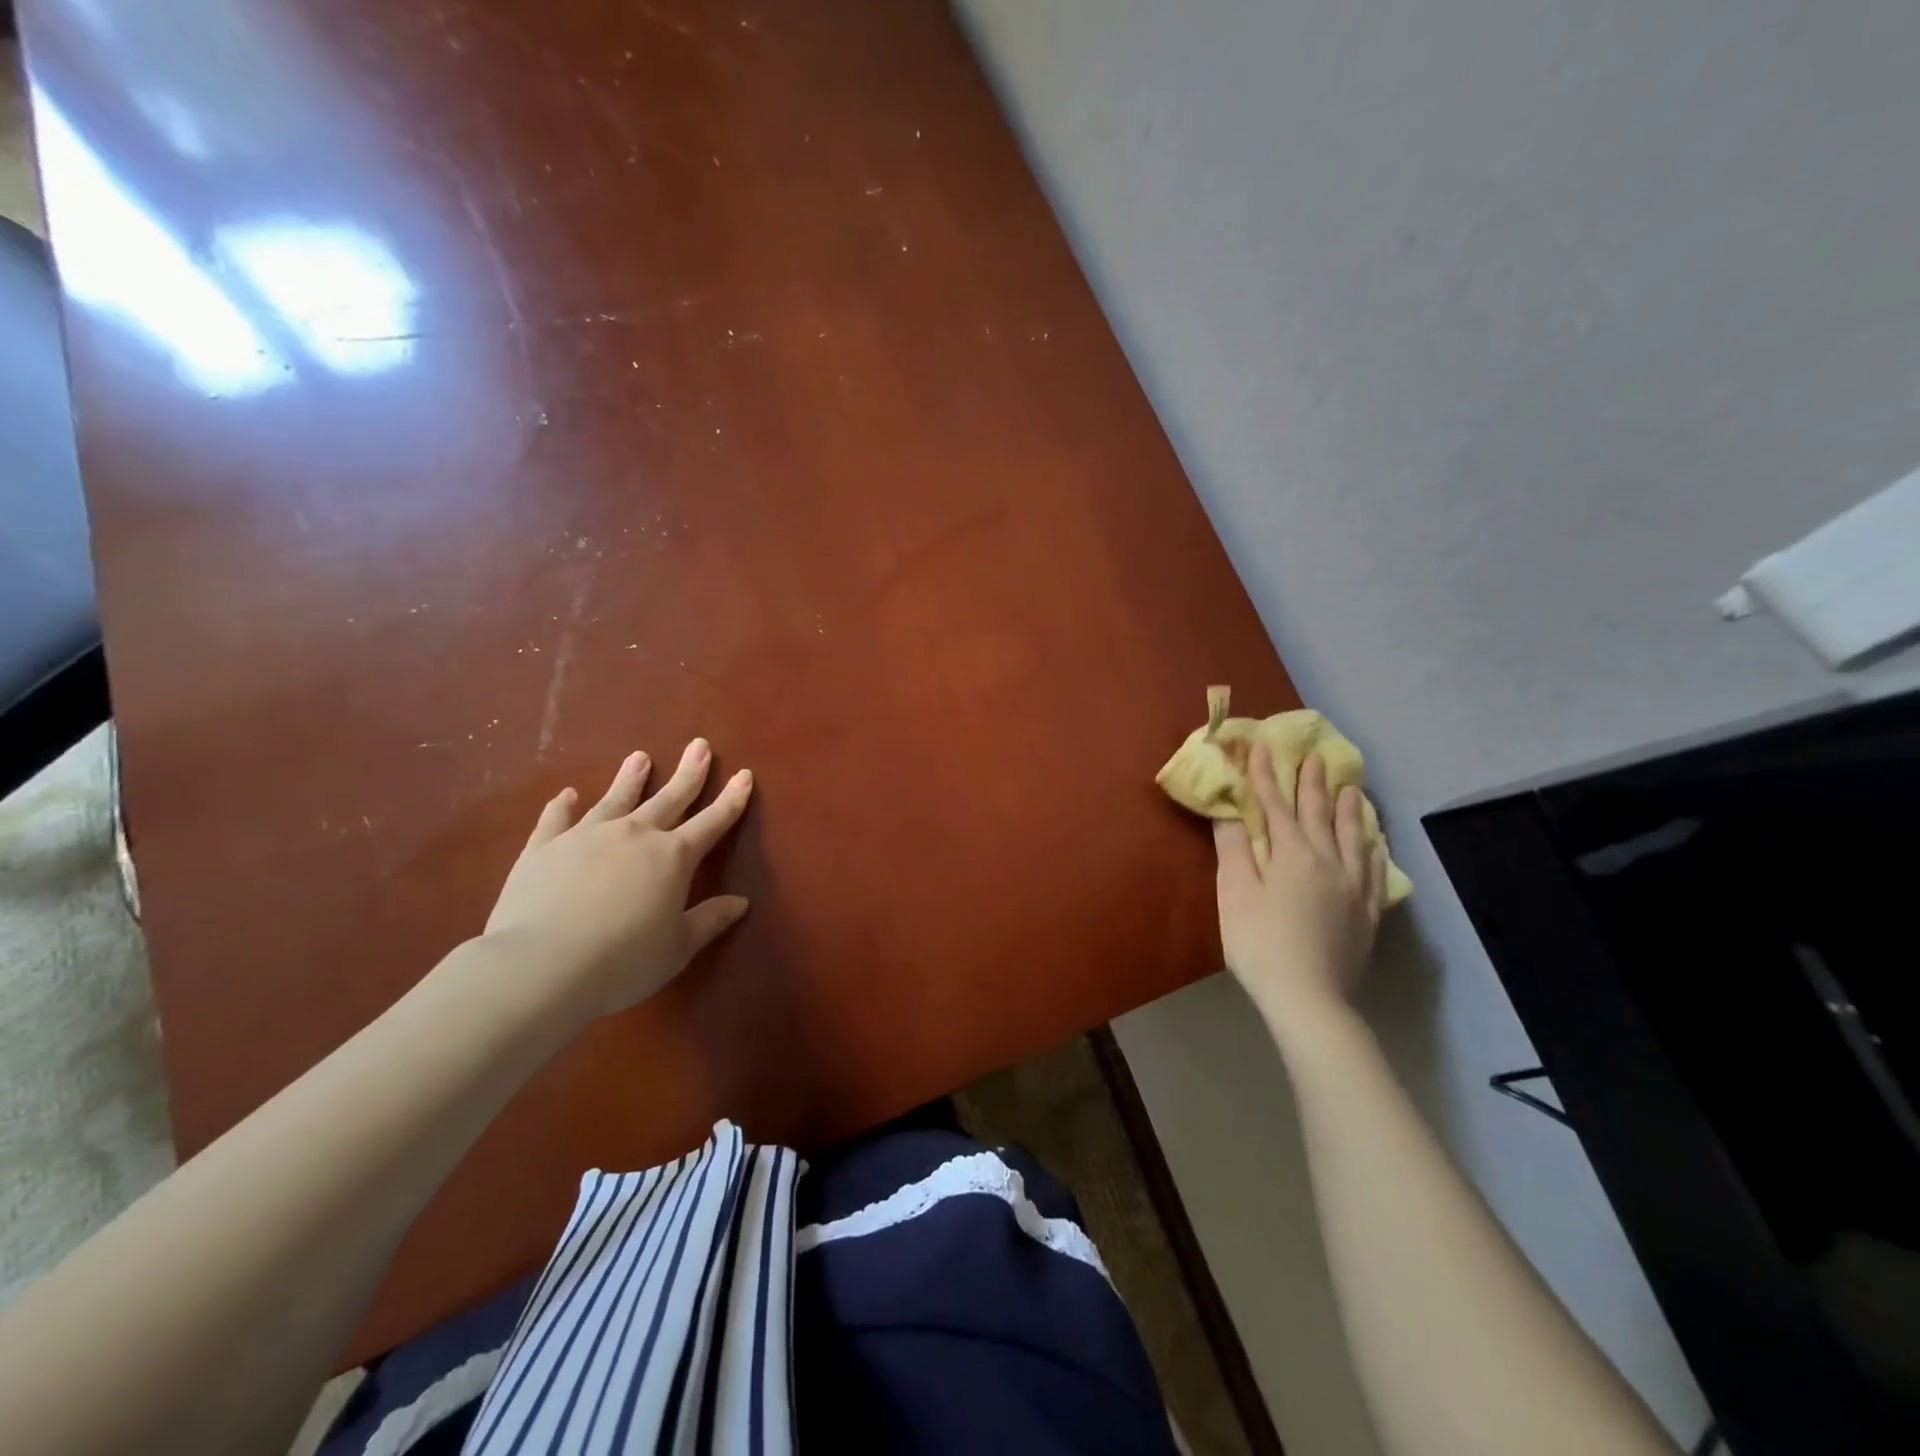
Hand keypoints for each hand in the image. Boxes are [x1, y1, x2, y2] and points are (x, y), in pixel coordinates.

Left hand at [483, 739, 753, 1019]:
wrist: (540, 966)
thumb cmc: (622, 961)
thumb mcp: (677, 948)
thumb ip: (709, 921)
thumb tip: (741, 902)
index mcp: (673, 857)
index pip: (712, 822)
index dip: (731, 799)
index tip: (744, 774)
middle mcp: (634, 835)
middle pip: (669, 797)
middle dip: (688, 772)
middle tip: (700, 745)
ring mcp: (586, 836)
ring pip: (615, 799)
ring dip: (630, 778)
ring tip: (640, 756)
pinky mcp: (544, 847)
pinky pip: (556, 819)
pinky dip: (563, 806)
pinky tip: (567, 795)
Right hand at [1215, 746, 1386, 1027]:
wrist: (1309, 998)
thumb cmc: (1260, 943)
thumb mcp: (1235, 893)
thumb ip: (1233, 847)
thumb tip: (1230, 808)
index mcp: (1292, 853)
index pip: (1276, 804)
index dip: (1266, 775)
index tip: (1262, 747)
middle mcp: (1328, 860)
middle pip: (1319, 813)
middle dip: (1312, 782)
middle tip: (1315, 756)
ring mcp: (1353, 886)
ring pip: (1354, 835)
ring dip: (1349, 807)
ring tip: (1351, 787)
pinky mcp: (1367, 910)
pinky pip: (1374, 866)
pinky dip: (1372, 845)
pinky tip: (1373, 840)